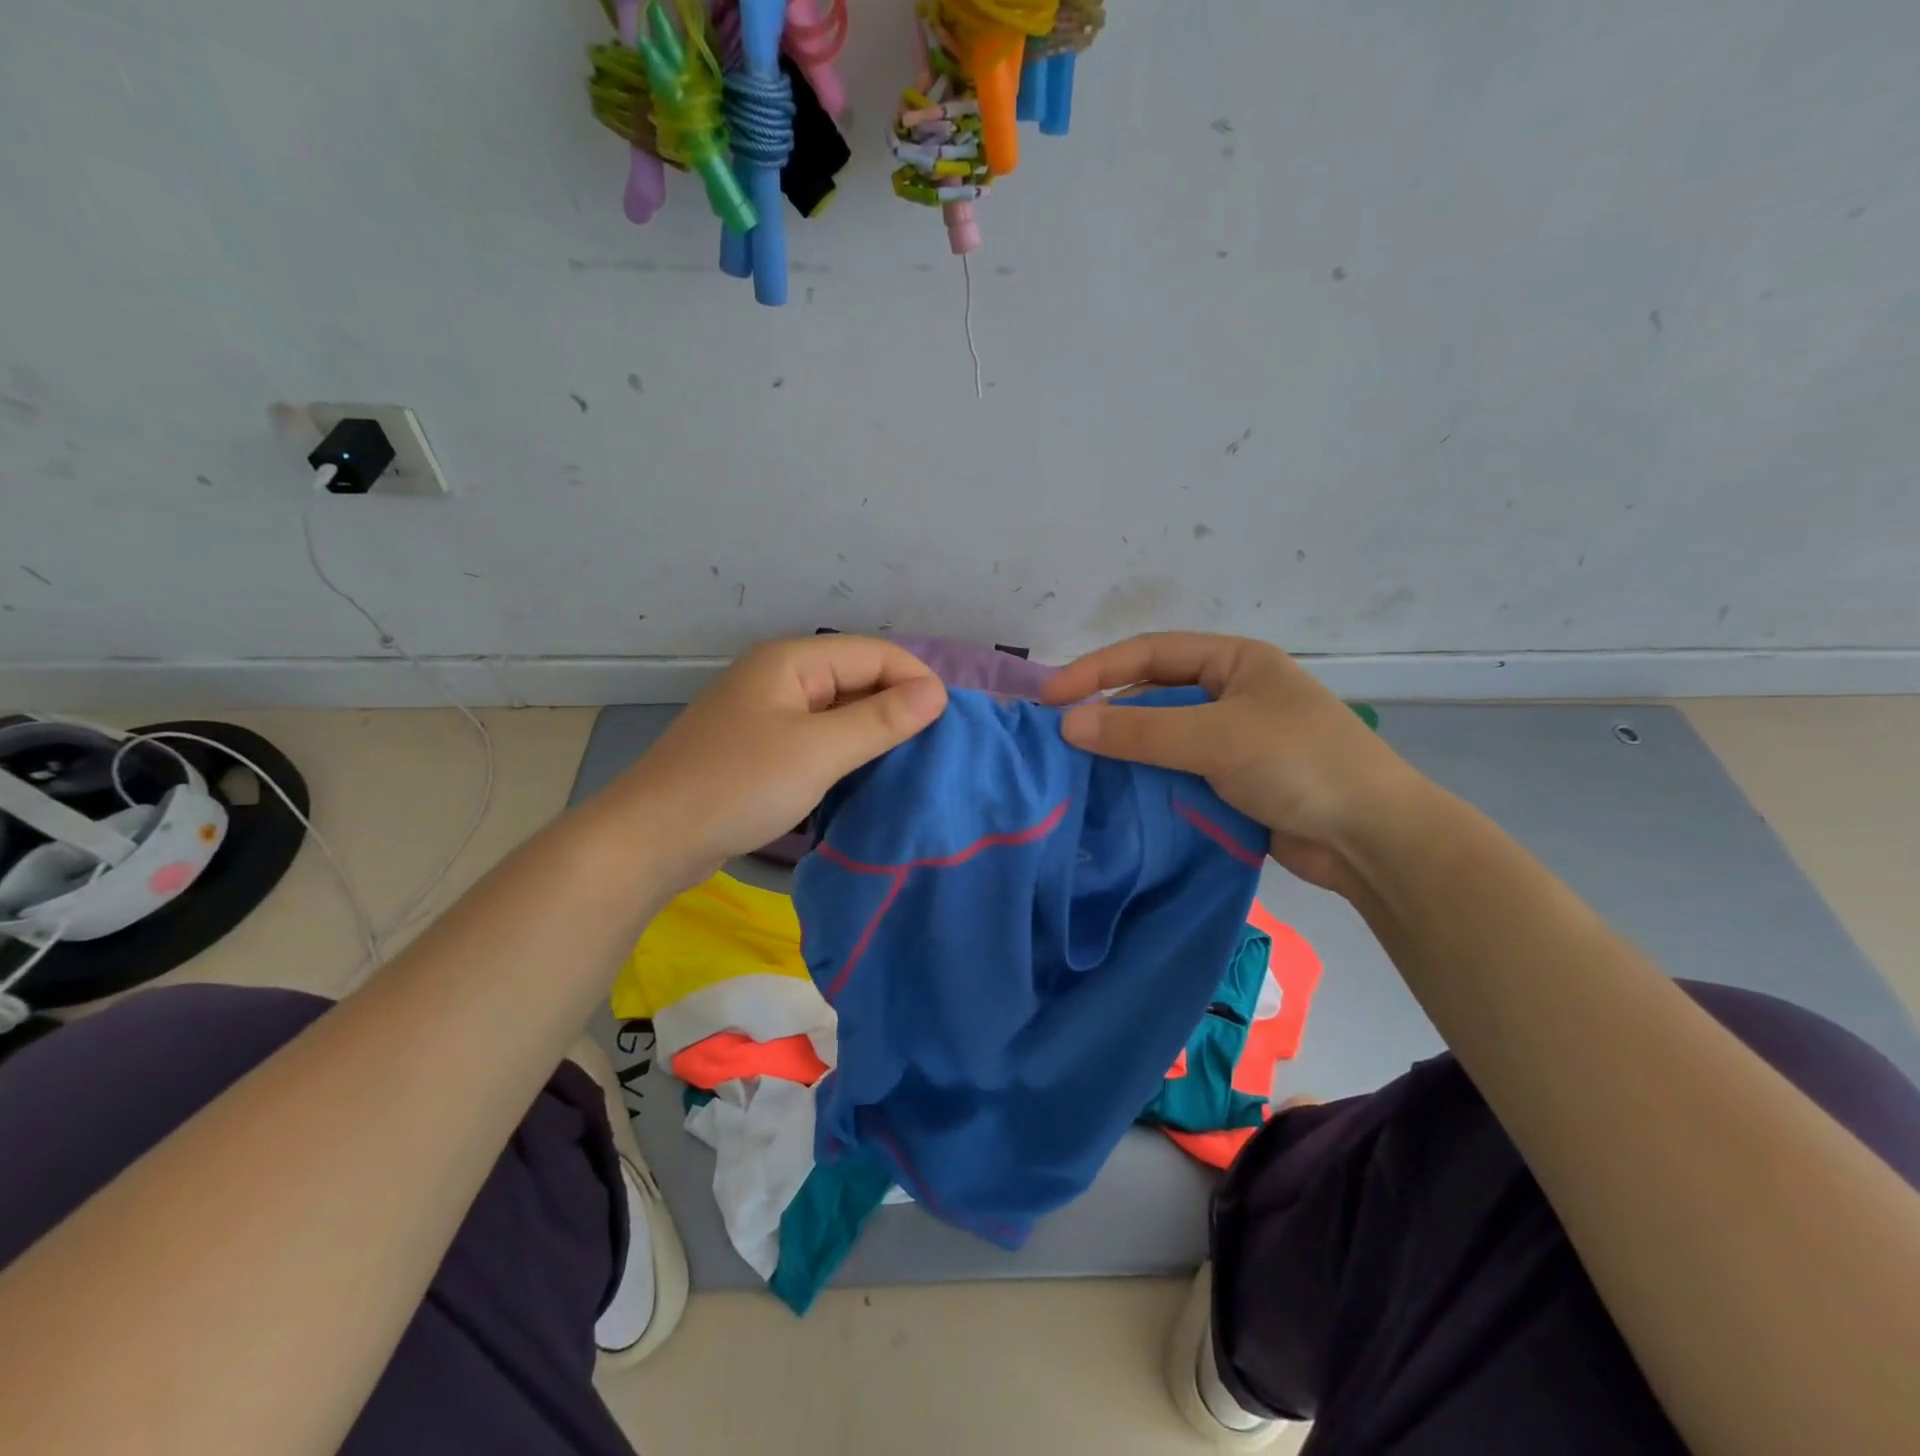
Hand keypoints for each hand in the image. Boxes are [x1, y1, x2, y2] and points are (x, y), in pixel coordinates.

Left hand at [607, 636, 947, 888]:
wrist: (651, 838)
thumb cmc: (738, 785)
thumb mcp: (818, 751)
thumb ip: (880, 720)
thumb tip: (937, 693)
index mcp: (791, 661)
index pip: (873, 653)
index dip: (915, 680)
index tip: (947, 724)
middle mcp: (779, 677)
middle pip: (856, 677)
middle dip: (897, 706)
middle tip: (934, 747)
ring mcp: (767, 714)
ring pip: (837, 710)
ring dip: (873, 731)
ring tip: (909, 762)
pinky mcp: (760, 749)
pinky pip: (817, 738)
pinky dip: (845, 751)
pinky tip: (865, 776)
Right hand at [1042, 633, 1419, 893]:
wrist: (1373, 839)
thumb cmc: (1300, 764)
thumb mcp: (1217, 737)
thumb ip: (1140, 730)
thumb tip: (1067, 724)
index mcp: (1233, 662)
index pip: (1149, 653)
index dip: (1095, 670)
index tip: (1050, 698)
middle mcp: (1229, 694)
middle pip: (1152, 695)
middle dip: (1106, 713)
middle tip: (1058, 737)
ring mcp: (1231, 740)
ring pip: (1160, 738)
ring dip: (1123, 752)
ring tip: (1076, 769)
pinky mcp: (1231, 782)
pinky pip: (1174, 773)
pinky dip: (1145, 782)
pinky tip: (1114, 796)